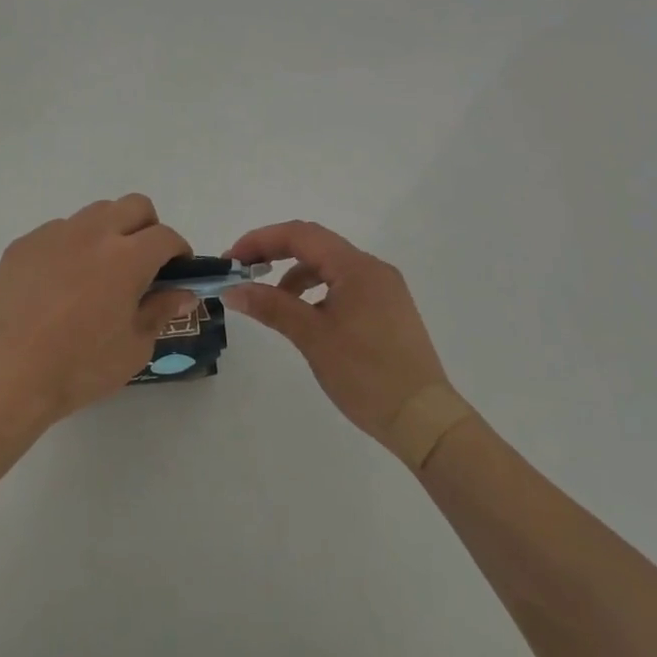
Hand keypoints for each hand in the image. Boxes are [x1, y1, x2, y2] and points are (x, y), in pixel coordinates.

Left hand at [0, 195, 196, 427]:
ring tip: (100, 272)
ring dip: (109, 232)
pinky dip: (71, 247)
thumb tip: (183, 292)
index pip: (165, 235)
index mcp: (126, 257)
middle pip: (134, 205)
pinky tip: (61, 284)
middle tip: (143, 263)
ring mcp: (54, 234)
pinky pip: (59, 231)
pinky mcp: (24, 244)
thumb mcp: (134, 348)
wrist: (8, 376)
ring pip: (95, 213)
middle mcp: (92, 233)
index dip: (179, 251)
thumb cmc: (80, 367)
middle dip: (148, 227)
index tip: (177, 271)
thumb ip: (161, 311)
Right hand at [224, 221, 454, 444]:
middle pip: (315, 245)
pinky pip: (344, 285)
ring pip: (330, 266)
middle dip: (275, 253)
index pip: (300, 235)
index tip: (230, 260)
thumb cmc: (366, 374)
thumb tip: (232, 289)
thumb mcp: (313, 337)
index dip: (260, 240)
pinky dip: (317, 291)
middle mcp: (372, 268)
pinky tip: (305, 317)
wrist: (425, 421)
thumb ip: (271, 306)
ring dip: (296, 274)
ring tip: (270, 301)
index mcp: (356, 266)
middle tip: (242, 273)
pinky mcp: (388, 310)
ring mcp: (384, 289)